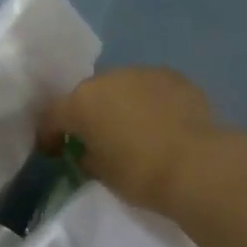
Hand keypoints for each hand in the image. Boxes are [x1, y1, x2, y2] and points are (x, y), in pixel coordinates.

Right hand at [41, 67, 218, 215]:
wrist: (197, 165)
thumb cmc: (140, 174)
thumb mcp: (102, 174)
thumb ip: (88, 157)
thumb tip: (88, 151)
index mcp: (81, 102)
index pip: (52, 115)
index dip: (49, 135)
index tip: (54, 152)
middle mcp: (107, 78)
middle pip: (88, 95)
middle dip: (88, 114)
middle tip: (96, 138)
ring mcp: (142, 73)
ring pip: (121, 87)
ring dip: (120, 104)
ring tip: (133, 129)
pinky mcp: (173, 76)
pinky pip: (150, 88)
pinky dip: (149, 102)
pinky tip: (161, 123)